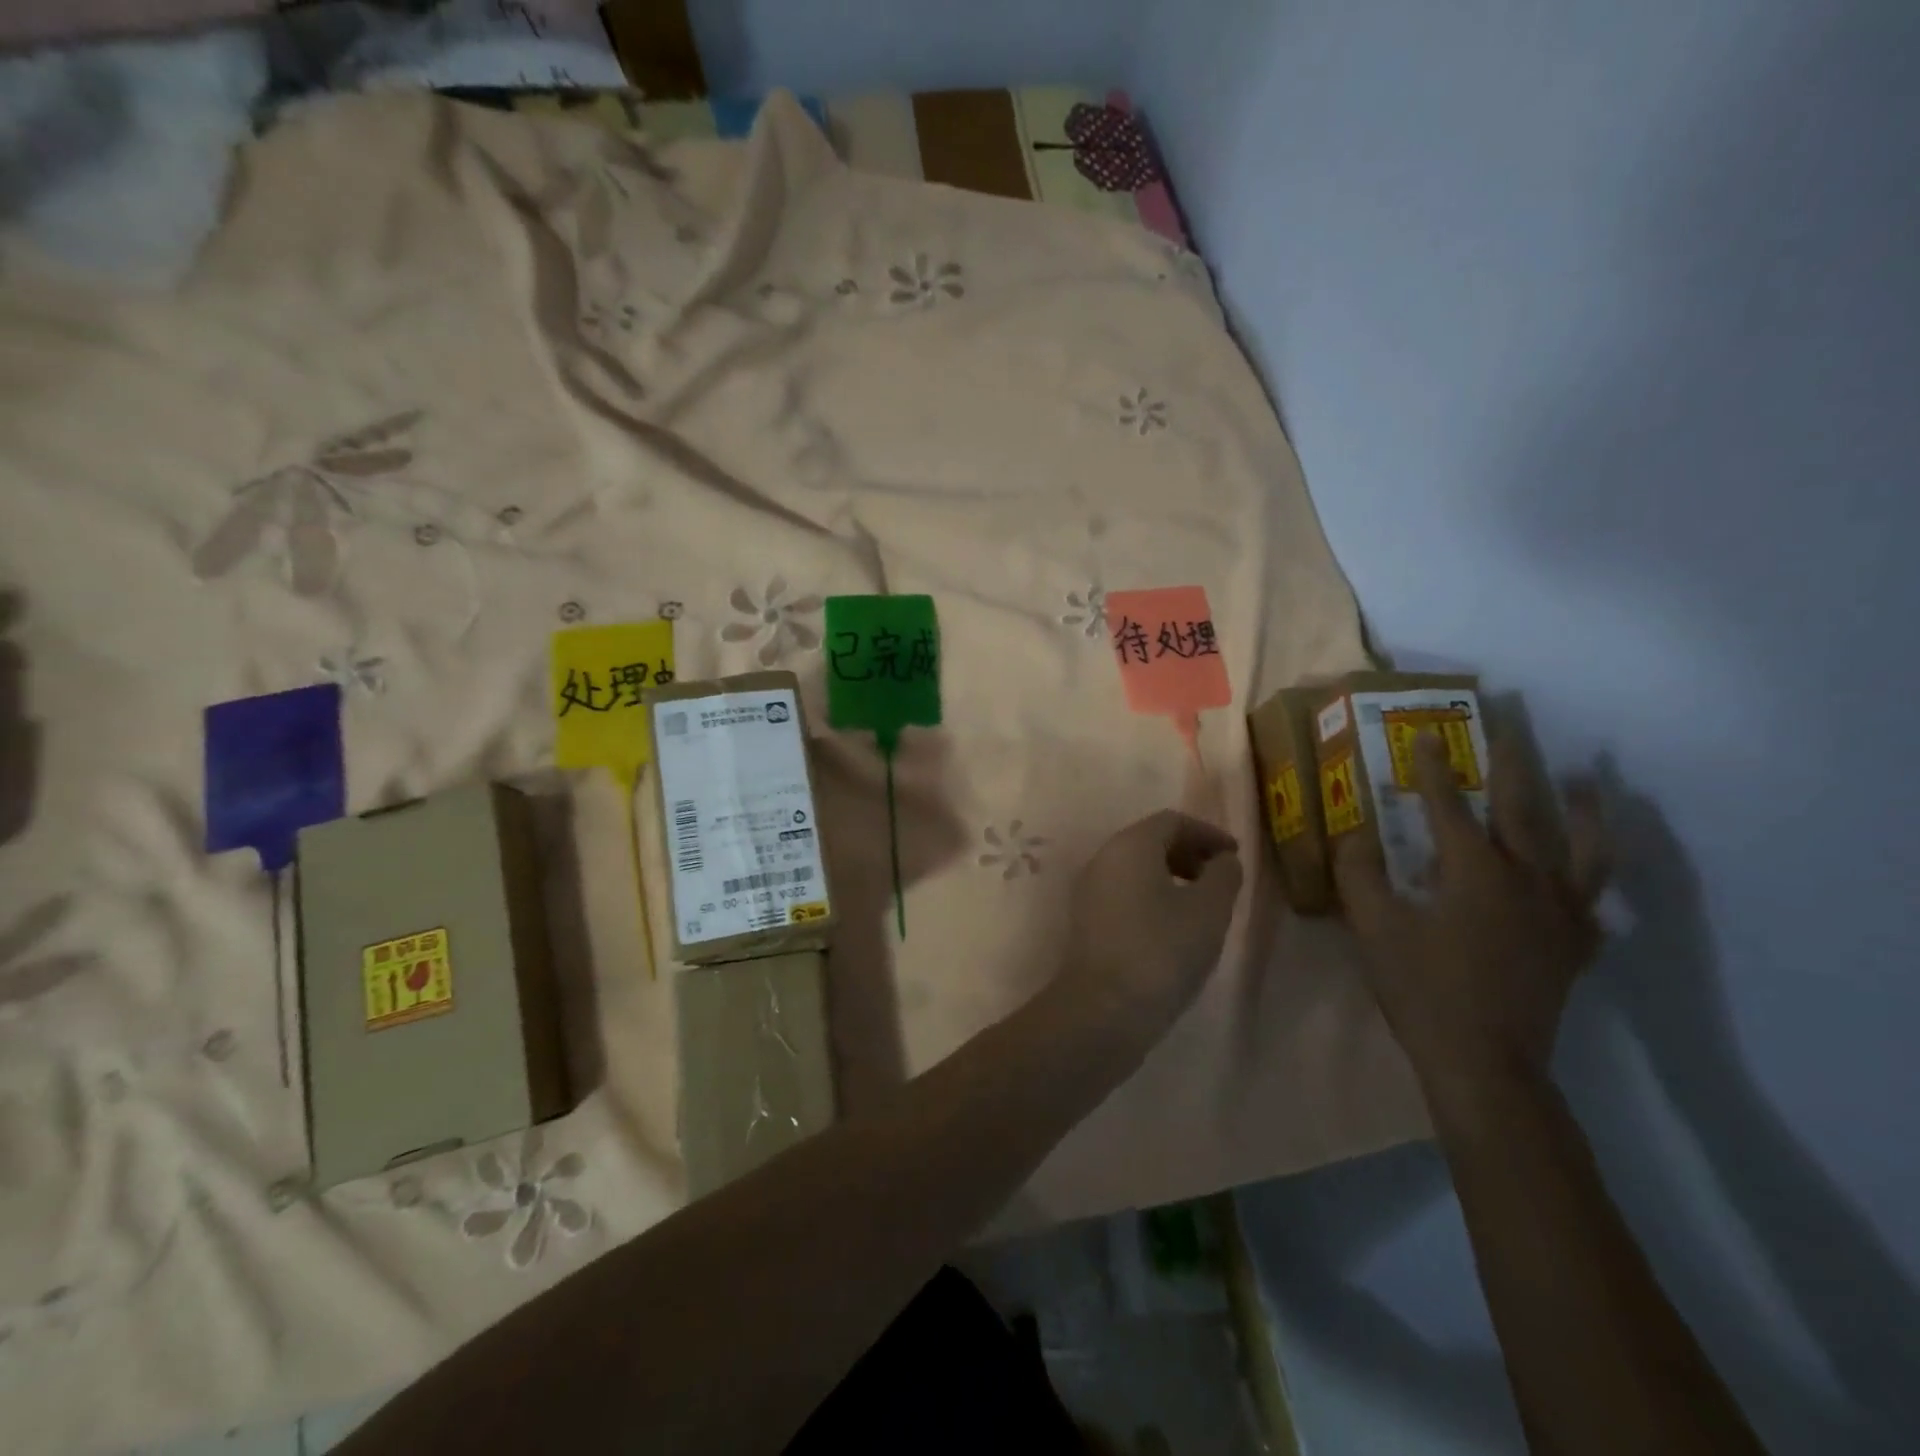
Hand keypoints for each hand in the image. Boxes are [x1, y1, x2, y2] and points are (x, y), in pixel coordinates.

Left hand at [1061, 811, 1243, 1028]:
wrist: (1103, 1008)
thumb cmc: (1162, 951)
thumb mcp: (1208, 911)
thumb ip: (1223, 876)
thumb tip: (1223, 860)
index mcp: (1129, 845)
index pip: (1171, 821)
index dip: (1207, 833)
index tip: (1235, 857)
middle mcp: (1103, 858)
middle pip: (1150, 840)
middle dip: (1189, 853)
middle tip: (1220, 880)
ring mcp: (1090, 890)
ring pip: (1136, 868)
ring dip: (1172, 876)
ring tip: (1202, 906)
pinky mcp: (1087, 920)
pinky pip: (1125, 892)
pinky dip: (1153, 896)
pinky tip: (1174, 929)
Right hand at [1333, 734, 1611, 1101]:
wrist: (1484, 1062)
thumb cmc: (1421, 989)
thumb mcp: (1373, 927)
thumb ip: (1359, 873)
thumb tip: (1355, 833)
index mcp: (1473, 872)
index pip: (1449, 805)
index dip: (1432, 768)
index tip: (1425, 732)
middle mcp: (1526, 880)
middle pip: (1524, 808)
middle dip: (1514, 760)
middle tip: (1514, 720)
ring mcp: (1560, 913)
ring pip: (1582, 847)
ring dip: (1584, 807)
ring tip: (1587, 777)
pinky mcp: (1575, 946)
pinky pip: (1594, 901)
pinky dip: (1593, 878)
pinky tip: (1587, 871)